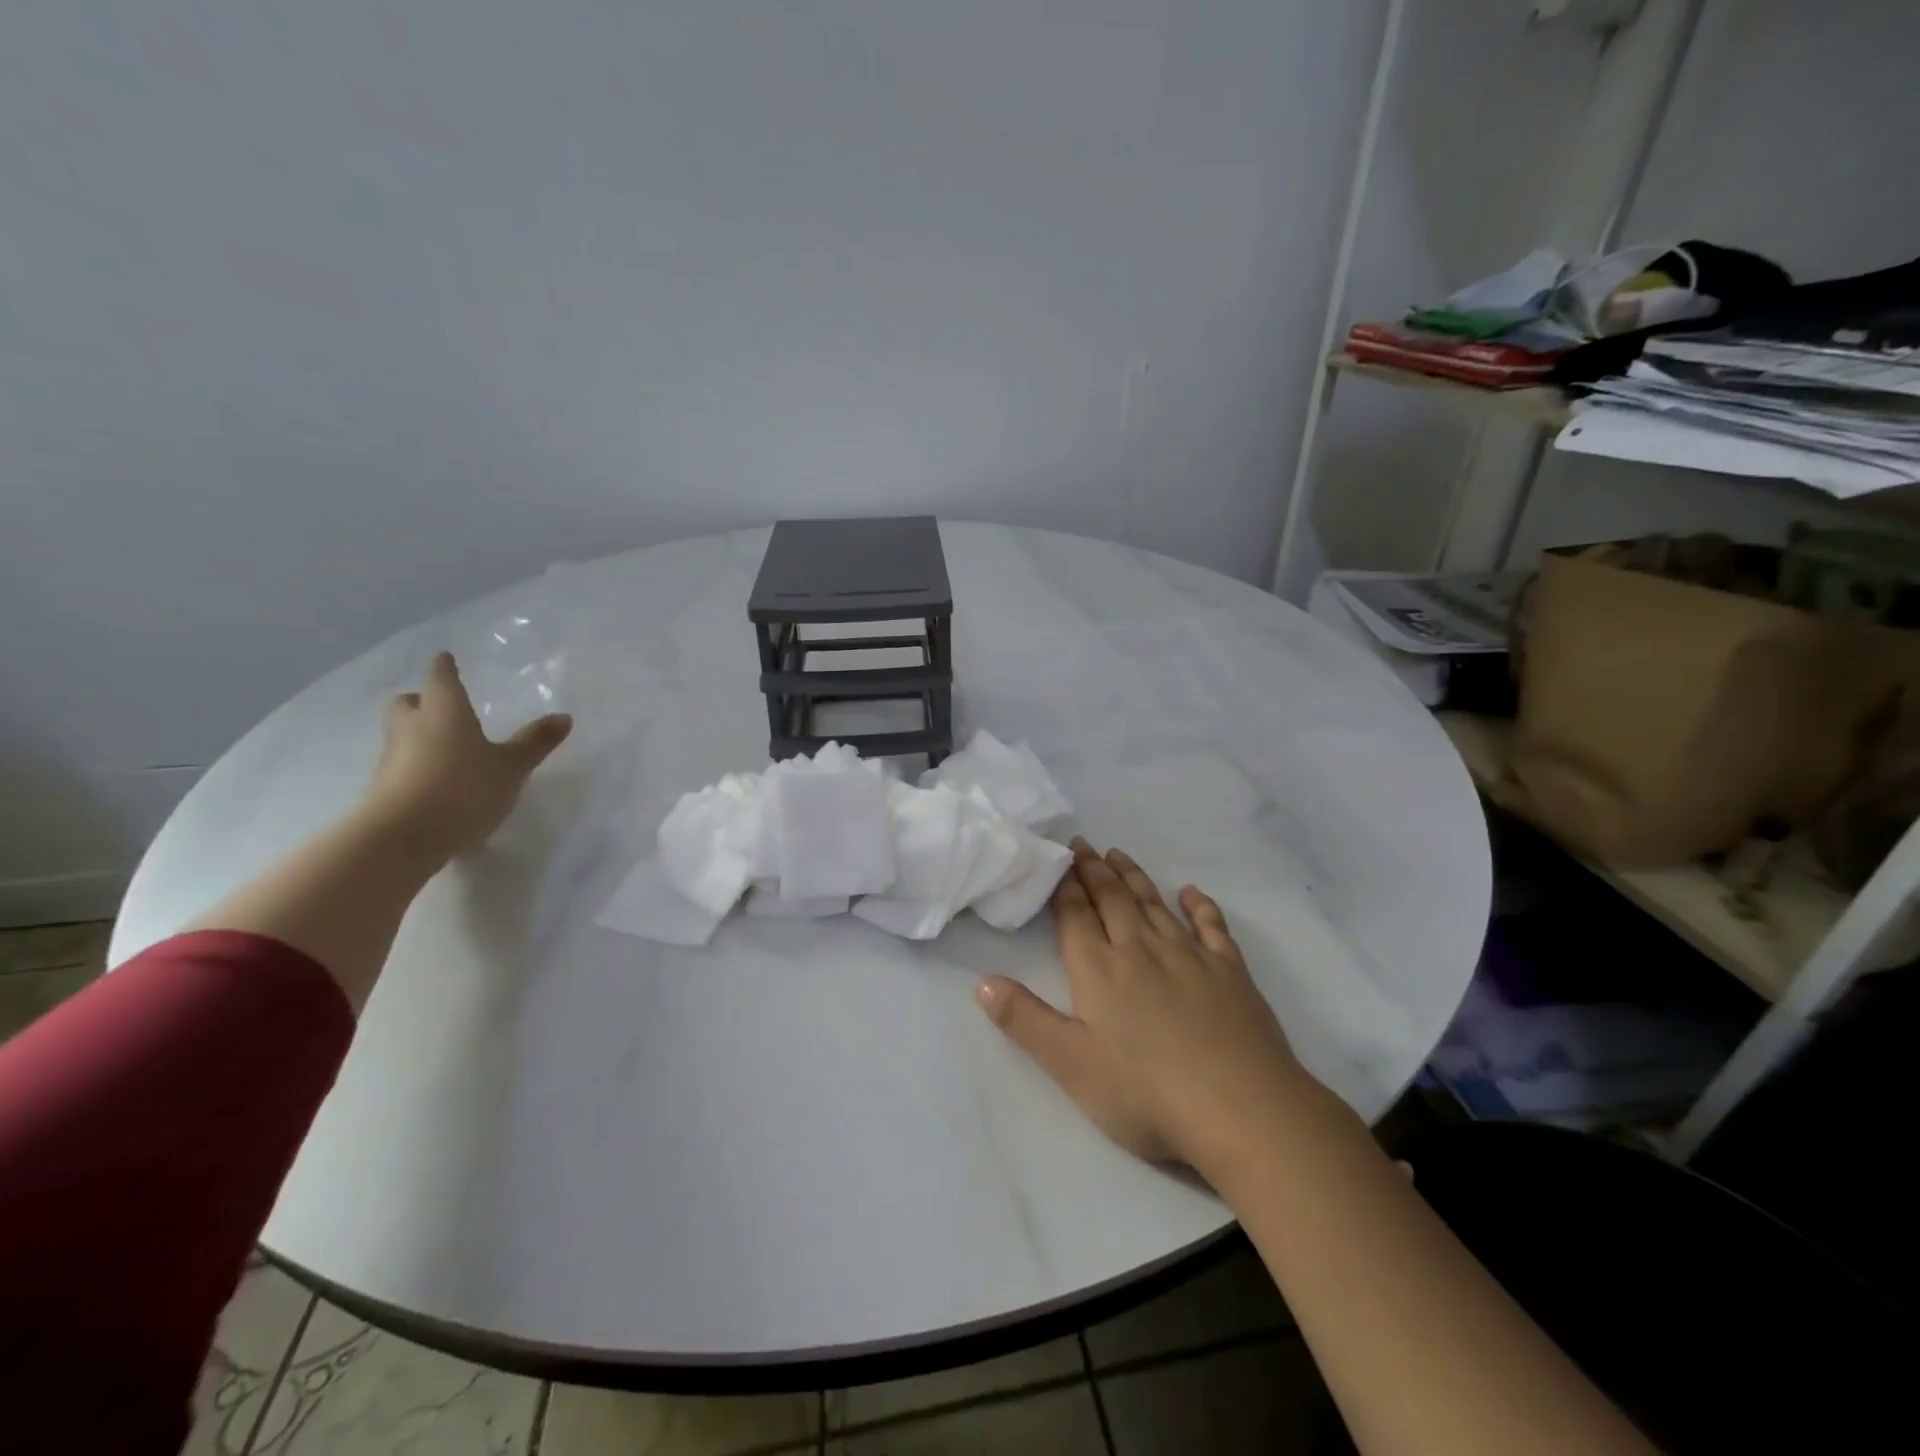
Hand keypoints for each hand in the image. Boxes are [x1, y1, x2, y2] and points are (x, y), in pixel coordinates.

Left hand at [365, 652, 572, 858]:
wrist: (402, 838)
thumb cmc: (463, 788)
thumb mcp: (511, 767)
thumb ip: (535, 742)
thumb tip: (564, 716)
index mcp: (444, 711)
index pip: (441, 678)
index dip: (445, 668)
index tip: (446, 658)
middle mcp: (412, 726)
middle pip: (409, 703)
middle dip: (422, 700)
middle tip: (439, 704)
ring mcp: (392, 758)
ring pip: (402, 733)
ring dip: (418, 734)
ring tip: (445, 746)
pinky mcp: (383, 788)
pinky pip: (401, 764)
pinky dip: (416, 764)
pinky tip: (436, 780)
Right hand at [977, 838, 1305, 1168]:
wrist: (1240, 1109)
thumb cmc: (1145, 1092)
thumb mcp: (1070, 1065)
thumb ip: (1025, 1020)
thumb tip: (982, 981)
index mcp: (1099, 969)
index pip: (1076, 915)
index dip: (1065, 886)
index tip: (1059, 859)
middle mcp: (1141, 949)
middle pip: (1113, 899)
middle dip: (1094, 870)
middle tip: (1084, 845)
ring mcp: (1189, 956)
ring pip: (1154, 904)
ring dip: (1134, 877)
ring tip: (1119, 855)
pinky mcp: (1230, 971)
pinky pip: (1211, 927)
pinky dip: (1200, 906)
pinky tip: (1192, 893)